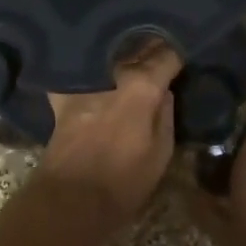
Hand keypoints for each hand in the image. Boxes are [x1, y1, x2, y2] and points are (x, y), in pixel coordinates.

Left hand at [37, 43, 182, 226]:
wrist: (70, 200)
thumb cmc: (123, 182)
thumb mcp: (161, 153)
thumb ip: (166, 114)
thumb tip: (164, 90)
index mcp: (142, 86)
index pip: (167, 55)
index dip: (178, 53)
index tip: (183, 56)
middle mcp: (113, 73)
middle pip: (137, 48)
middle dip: (151, 45)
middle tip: (163, 48)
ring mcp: (84, 82)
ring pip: (109, 53)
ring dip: (121, 50)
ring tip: (133, 51)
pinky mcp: (63, 95)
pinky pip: (77, 72)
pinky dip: (87, 67)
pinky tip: (93, 67)